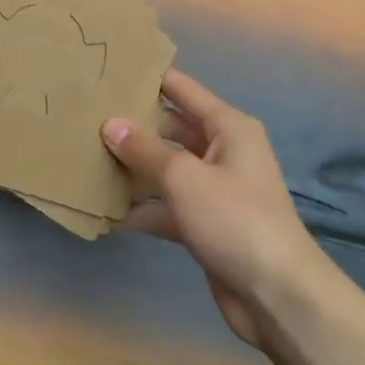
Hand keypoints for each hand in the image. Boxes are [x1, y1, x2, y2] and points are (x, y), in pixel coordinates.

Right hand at [103, 70, 323, 345]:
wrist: (277, 296)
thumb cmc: (235, 219)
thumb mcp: (185, 178)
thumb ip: (144, 150)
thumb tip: (110, 124)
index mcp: (228, 127)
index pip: (182, 90)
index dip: (150, 77)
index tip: (111, 68)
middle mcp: (223, 151)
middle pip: (171, 129)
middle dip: (134, 127)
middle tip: (87, 118)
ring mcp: (214, 189)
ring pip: (166, 169)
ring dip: (134, 168)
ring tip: (87, 158)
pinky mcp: (205, 224)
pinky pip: (168, 205)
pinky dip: (143, 207)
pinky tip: (107, 210)